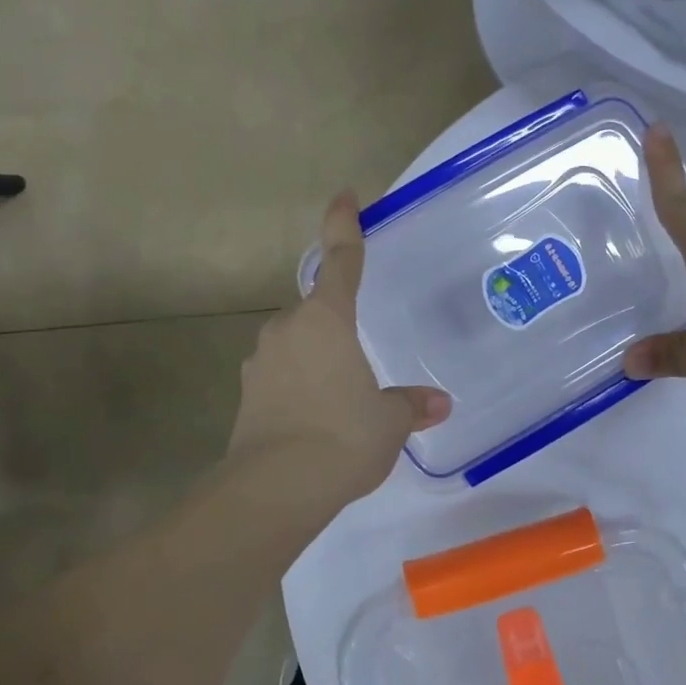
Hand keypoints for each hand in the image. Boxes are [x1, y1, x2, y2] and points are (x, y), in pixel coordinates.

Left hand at [226, 192, 450, 507]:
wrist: (274, 489)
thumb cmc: (342, 437)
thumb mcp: (388, 420)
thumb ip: (410, 404)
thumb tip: (438, 403)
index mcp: (326, 319)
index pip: (339, 260)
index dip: (344, 225)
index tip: (345, 195)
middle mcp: (288, 329)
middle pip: (317, 310)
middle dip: (337, 324)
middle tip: (363, 357)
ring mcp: (261, 360)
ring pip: (296, 344)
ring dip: (318, 358)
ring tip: (344, 397)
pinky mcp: (247, 394)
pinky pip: (282, 375)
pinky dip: (300, 386)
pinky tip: (318, 419)